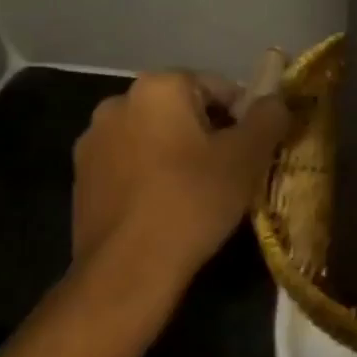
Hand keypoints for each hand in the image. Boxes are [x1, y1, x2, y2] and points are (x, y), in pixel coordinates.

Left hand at [71, 70, 289, 290]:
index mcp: (158, 86)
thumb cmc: (192, 202)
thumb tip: (276, 101)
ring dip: (177, 154)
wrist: (127, 271)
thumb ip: (268, 117)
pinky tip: (164, 208)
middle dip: (209, 134)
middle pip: (183, 109)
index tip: (253, 152)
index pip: (218, 87)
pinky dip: (150, 176)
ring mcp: (93, 141)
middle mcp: (119, 102)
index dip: (244, 118)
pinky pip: (129, 164)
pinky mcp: (81, 178)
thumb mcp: (247, 157)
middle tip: (230, 173)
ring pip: (154, 137)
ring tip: (197, 194)